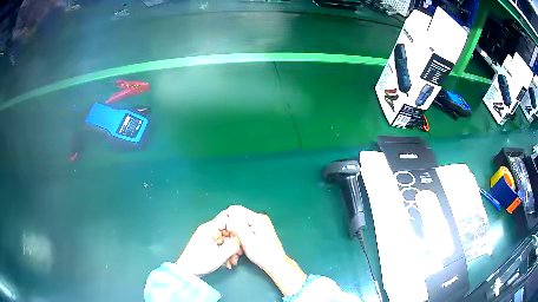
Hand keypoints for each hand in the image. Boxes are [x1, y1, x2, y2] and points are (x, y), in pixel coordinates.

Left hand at [176, 214, 241, 275]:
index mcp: (208, 228)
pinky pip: (219, 246)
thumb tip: (240, 240)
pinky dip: (225, 254)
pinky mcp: (206, 246)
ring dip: (230, 251)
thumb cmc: (202, 261)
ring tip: (232, 262)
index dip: (235, 229)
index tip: (240, 240)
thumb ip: (233, 244)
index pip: (226, 220)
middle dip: (234, 244)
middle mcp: (207, 231)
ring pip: (224, 240)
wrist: (187, 271)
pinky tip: (227, 264)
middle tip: (239, 255)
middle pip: (226, 232)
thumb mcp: (221, 254)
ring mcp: (206, 238)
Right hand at [224, 205, 306, 295]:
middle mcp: (259, 218)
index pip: (235, 210)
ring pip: (241, 226)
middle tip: (229, 241)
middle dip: (231, 229)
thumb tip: (229, 210)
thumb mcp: (246, 238)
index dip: (225, 217)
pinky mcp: (260, 231)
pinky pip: (246, 231)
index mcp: (257, 218)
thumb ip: (237, 223)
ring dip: (236, 236)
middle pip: (238, 218)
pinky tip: (240, 248)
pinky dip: (241, 238)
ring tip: (236, 247)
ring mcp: (261, 225)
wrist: (275, 264)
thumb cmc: (261, 253)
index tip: (220, 228)